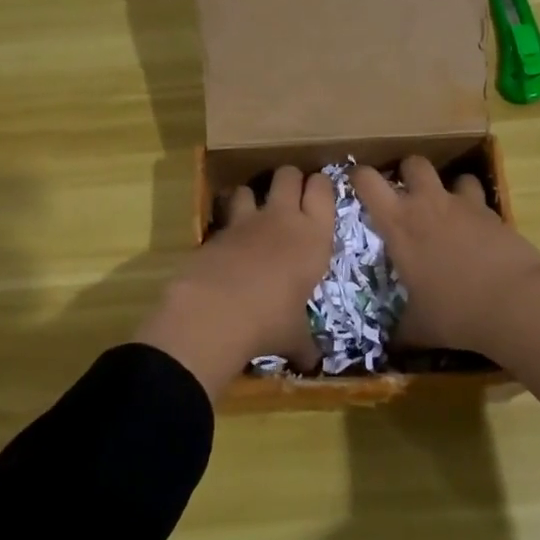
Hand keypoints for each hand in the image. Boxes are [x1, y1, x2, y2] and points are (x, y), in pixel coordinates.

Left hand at [133, 165, 334, 396]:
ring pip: (251, 186)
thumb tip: (313, 365)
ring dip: (252, 195)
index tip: (319, 192)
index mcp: (314, 238)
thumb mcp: (294, 336)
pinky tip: (226, 241)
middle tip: (290, 195)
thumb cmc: (271, 322)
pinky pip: (223, 213)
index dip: (321, 186)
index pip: (324, 190)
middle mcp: (283, 219)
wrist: (216, 312)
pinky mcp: (215, 230)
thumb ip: (304, 343)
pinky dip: (225, 221)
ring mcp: (246, 221)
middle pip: (289, 174)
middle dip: (290, 179)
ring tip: (252, 213)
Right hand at [353, 156, 539, 422]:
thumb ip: (401, 331)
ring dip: (448, 188)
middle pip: (413, 163)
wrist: (516, 304)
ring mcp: (465, 205)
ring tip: (448, 211)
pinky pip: (480, 200)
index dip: (358, 177)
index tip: (357, 185)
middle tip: (406, 195)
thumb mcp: (419, 328)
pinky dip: (476, 210)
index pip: (367, 181)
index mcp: (399, 224)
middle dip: (407, 172)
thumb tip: (390, 348)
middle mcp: (429, 204)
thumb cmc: (455, 312)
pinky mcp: (495, 214)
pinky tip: (478, 232)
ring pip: (454, 175)